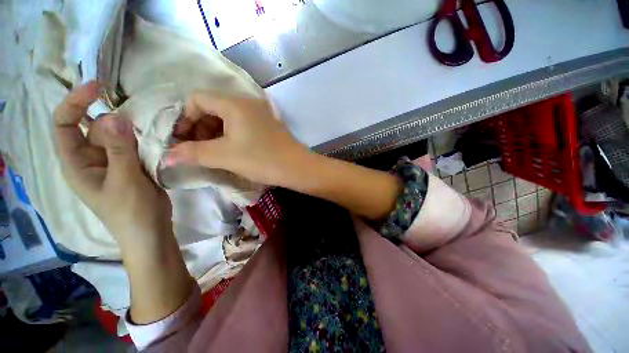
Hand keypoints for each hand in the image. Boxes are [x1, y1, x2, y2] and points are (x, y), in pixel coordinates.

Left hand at [54, 81, 171, 250]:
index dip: (75, 102)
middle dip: (116, 126)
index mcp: (77, 163)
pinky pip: (133, 144)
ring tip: (150, 145)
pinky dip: (142, 140)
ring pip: (117, 134)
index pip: (65, 124)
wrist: (150, 231)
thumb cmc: (131, 212)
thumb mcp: (124, 181)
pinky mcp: (130, 165)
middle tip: (137, 141)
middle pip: (96, 126)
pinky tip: (154, 145)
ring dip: (133, 133)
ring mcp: (112, 162)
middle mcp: (90, 158)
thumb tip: (116, 115)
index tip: (98, 87)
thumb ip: (119, 150)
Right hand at [164, 92, 309, 185]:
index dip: (184, 117)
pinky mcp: (267, 124)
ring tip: (211, 151)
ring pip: (227, 116)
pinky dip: (230, 134)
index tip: (182, 139)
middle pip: (212, 106)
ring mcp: (260, 113)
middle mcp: (247, 102)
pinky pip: (241, 123)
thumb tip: (165, 156)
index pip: (197, 99)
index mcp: (234, 103)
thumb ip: (193, 153)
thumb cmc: (261, 159)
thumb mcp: (224, 156)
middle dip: (199, 126)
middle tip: (196, 148)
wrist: (296, 167)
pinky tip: (229, 149)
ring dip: (214, 132)